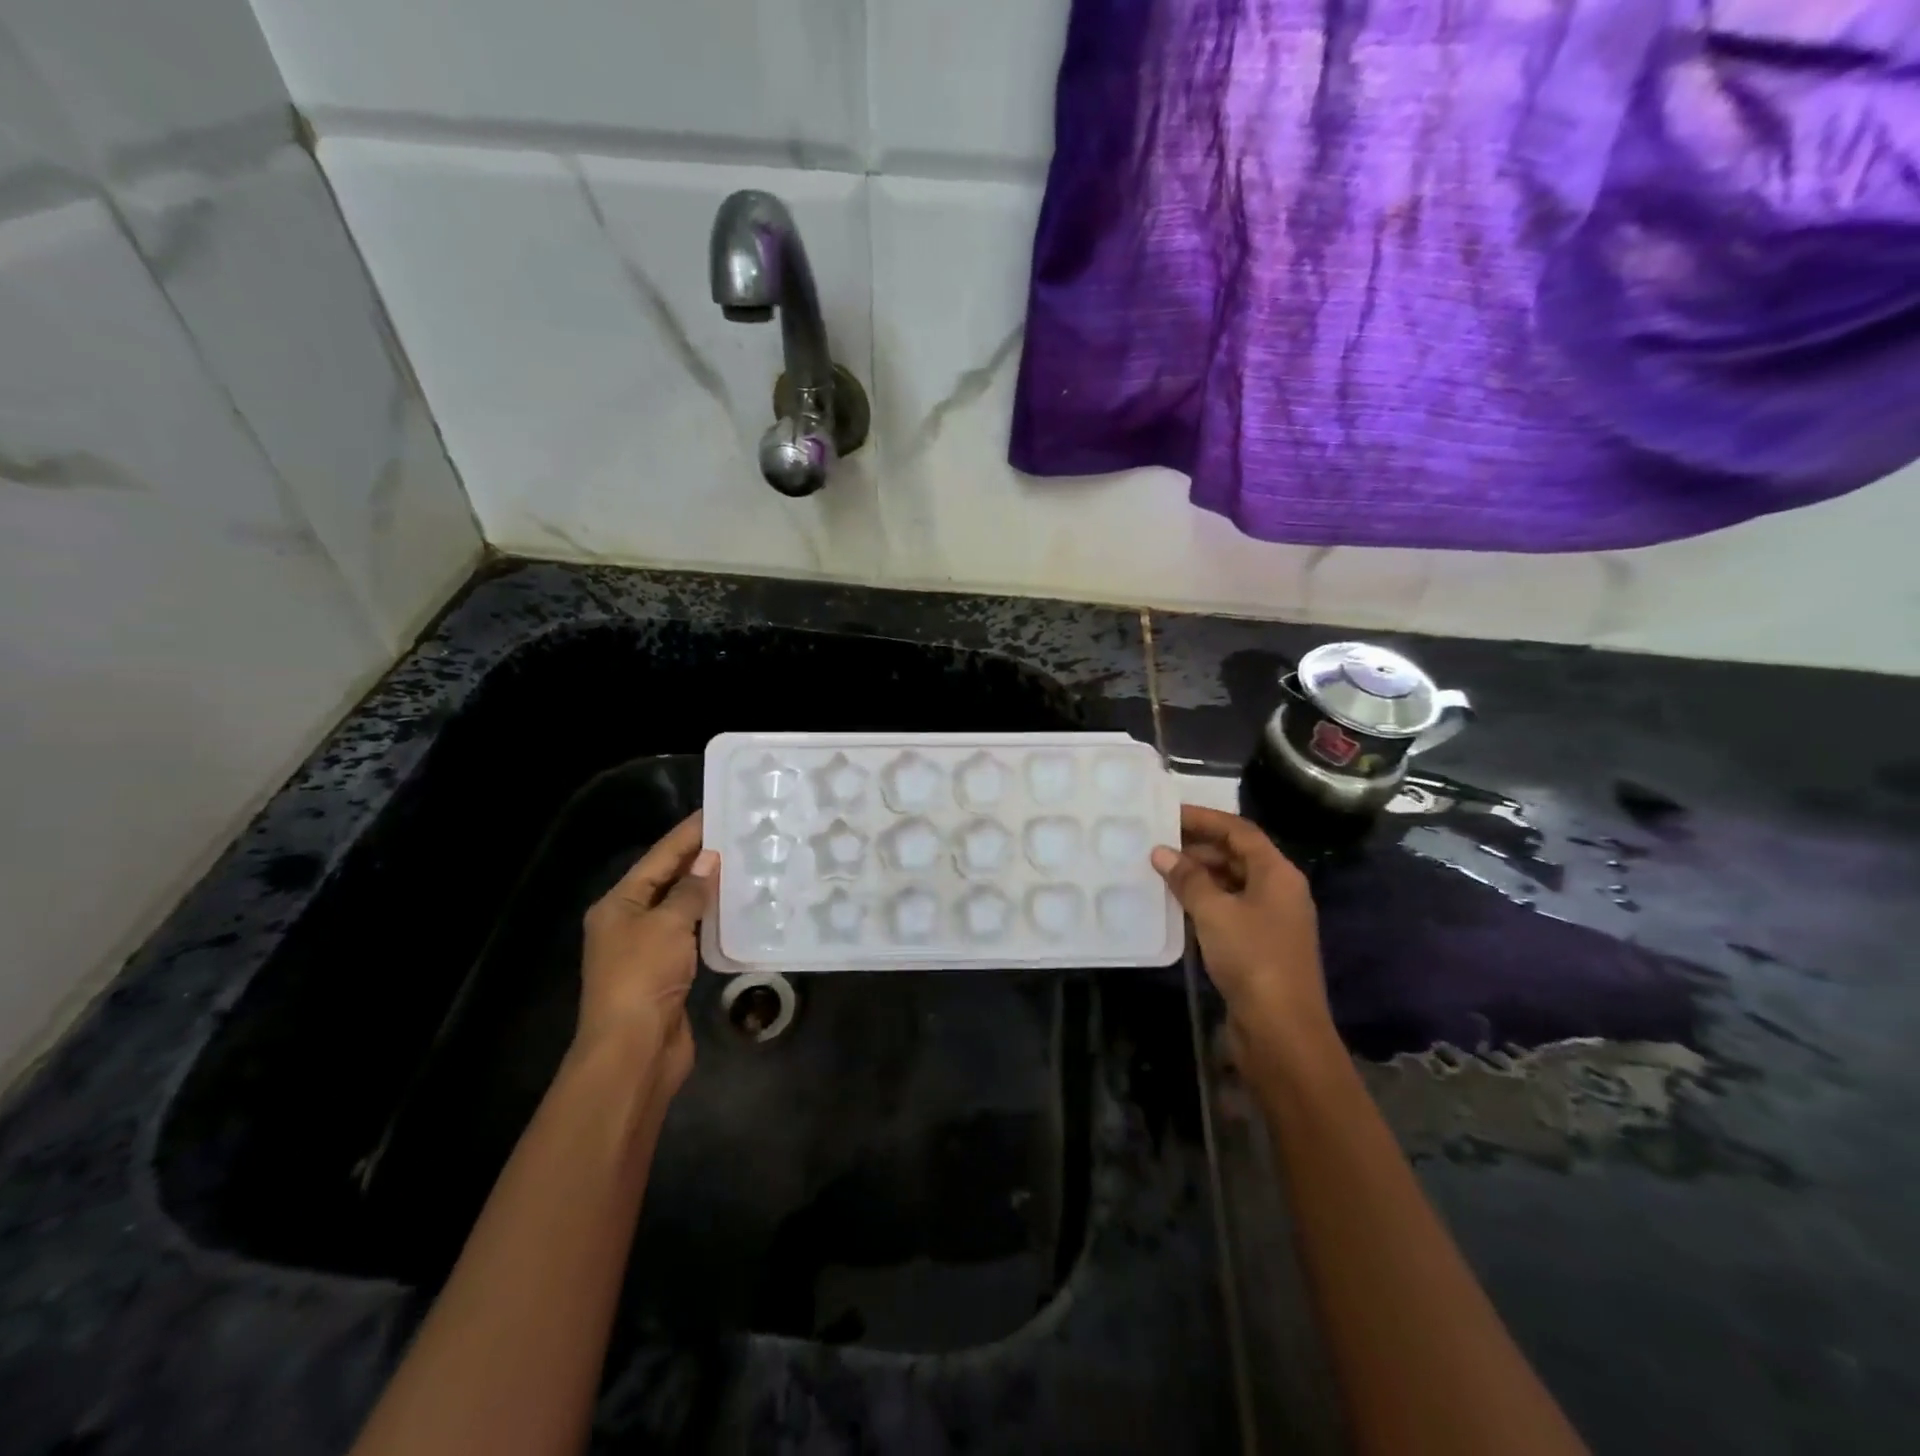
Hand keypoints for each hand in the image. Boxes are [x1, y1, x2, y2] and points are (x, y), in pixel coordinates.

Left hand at [578, 811, 717, 1099]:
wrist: (633, 1050)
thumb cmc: (643, 977)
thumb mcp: (667, 924)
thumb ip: (690, 890)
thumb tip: (709, 859)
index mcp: (618, 905)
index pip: (658, 857)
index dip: (687, 834)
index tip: (716, 811)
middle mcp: (629, 922)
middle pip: (667, 880)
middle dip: (699, 858)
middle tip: (738, 835)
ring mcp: (647, 949)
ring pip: (681, 908)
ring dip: (708, 889)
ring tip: (744, 864)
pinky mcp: (667, 972)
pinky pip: (691, 934)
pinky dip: (711, 919)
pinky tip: (736, 908)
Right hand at [1151, 804, 1336, 1064]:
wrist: (1281, 1029)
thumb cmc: (1252, 958)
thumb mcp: (1215, 912)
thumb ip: (1188, 879)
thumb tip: (1162, 853)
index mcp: (1278, 874)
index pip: (1240, 831)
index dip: (1206, 818)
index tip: (1169, 814)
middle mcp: (1279, 891)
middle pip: (1238, 855)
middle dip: (1199, 846)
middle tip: (1158, 843)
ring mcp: (1271, 920)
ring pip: (1232, 883)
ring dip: (1199, 874)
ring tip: (1160, 870)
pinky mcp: (1259, 945)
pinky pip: (1229, 909)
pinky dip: (1204, 900)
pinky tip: (1176, 904)